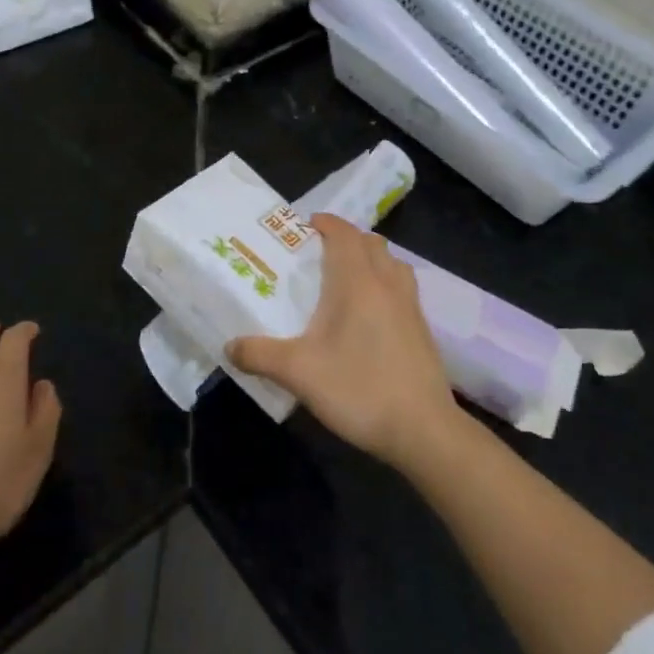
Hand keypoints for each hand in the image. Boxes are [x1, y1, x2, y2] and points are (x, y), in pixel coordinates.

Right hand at [227, 214, 455, 469]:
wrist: (424, 430)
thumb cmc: (359, 389)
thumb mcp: (299, 373)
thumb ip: (260, 355)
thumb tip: (229, 346)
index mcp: (357, 282)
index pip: (345, 234)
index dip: (327, 223)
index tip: (305, 226)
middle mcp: (387, 284)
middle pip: (371, 243)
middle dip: (347, 239)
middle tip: (319, 253)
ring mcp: (410, 306)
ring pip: (392, 263)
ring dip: (370, 259)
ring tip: (347, 278)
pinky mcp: (423, 329)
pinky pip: (402, 288)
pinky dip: (385, 283)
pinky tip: (370, 314)